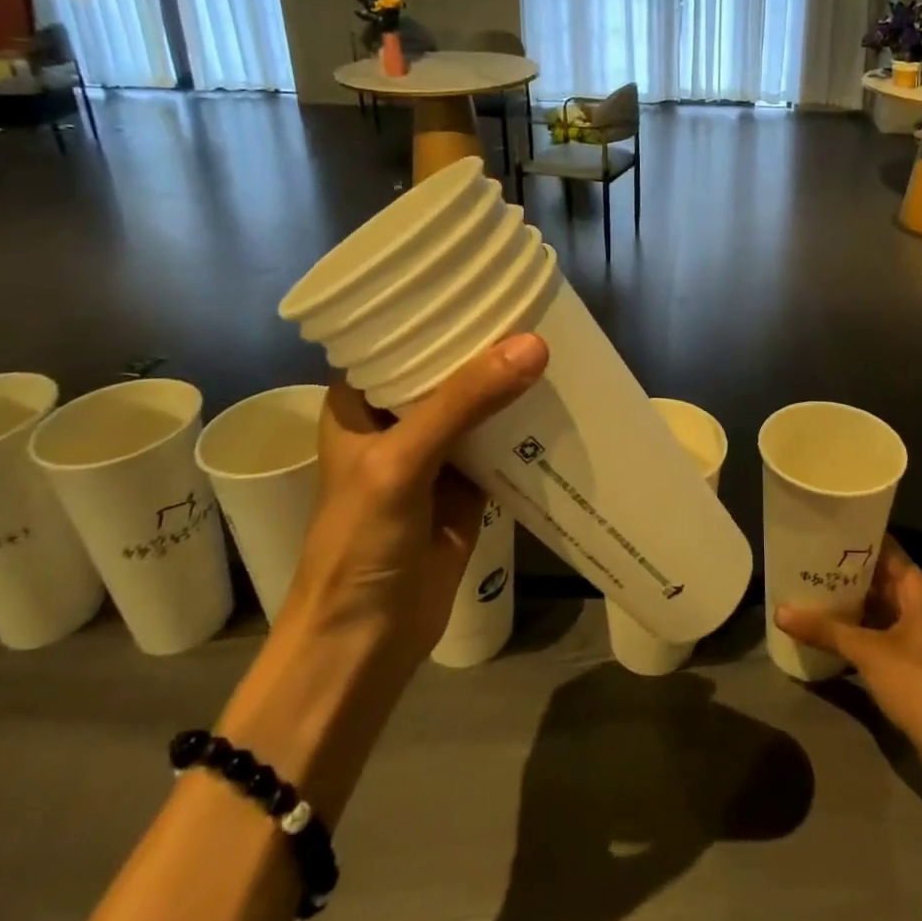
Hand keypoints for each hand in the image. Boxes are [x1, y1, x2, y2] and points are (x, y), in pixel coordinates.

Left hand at [284, 333, 547, 662]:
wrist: (366, 644)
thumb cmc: (360, 545)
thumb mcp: (402, 462)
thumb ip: (464, 403)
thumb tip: (534, 345)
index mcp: (361, 401)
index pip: (400, 335)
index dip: (441, 307)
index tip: (491, 276)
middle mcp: (397, 418)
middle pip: (448, 367)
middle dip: (489, 343)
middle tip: (540, 304)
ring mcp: (435, 451)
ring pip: (480, 402)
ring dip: (512, 381)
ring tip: (559, 340)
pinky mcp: (468, 483)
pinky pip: (503, 440)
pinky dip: (527, 424)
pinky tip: (561, 399)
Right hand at [776, 538, 921, 752]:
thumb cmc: (917, 682)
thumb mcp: (867, 652)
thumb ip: (825, 629)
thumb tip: (780, 611)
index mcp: (917, 590)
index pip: (886, 549)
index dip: (857, 539)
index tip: (824, 531)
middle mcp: (919, 606)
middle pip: (879, 578)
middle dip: (846, 572)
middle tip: (807, 560)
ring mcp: (916, 635)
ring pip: (877, 607)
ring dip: (849, 603)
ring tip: (810, 590)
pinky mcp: (911, 662)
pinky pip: (878, 633)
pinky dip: (856, 630)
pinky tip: (827, 631)